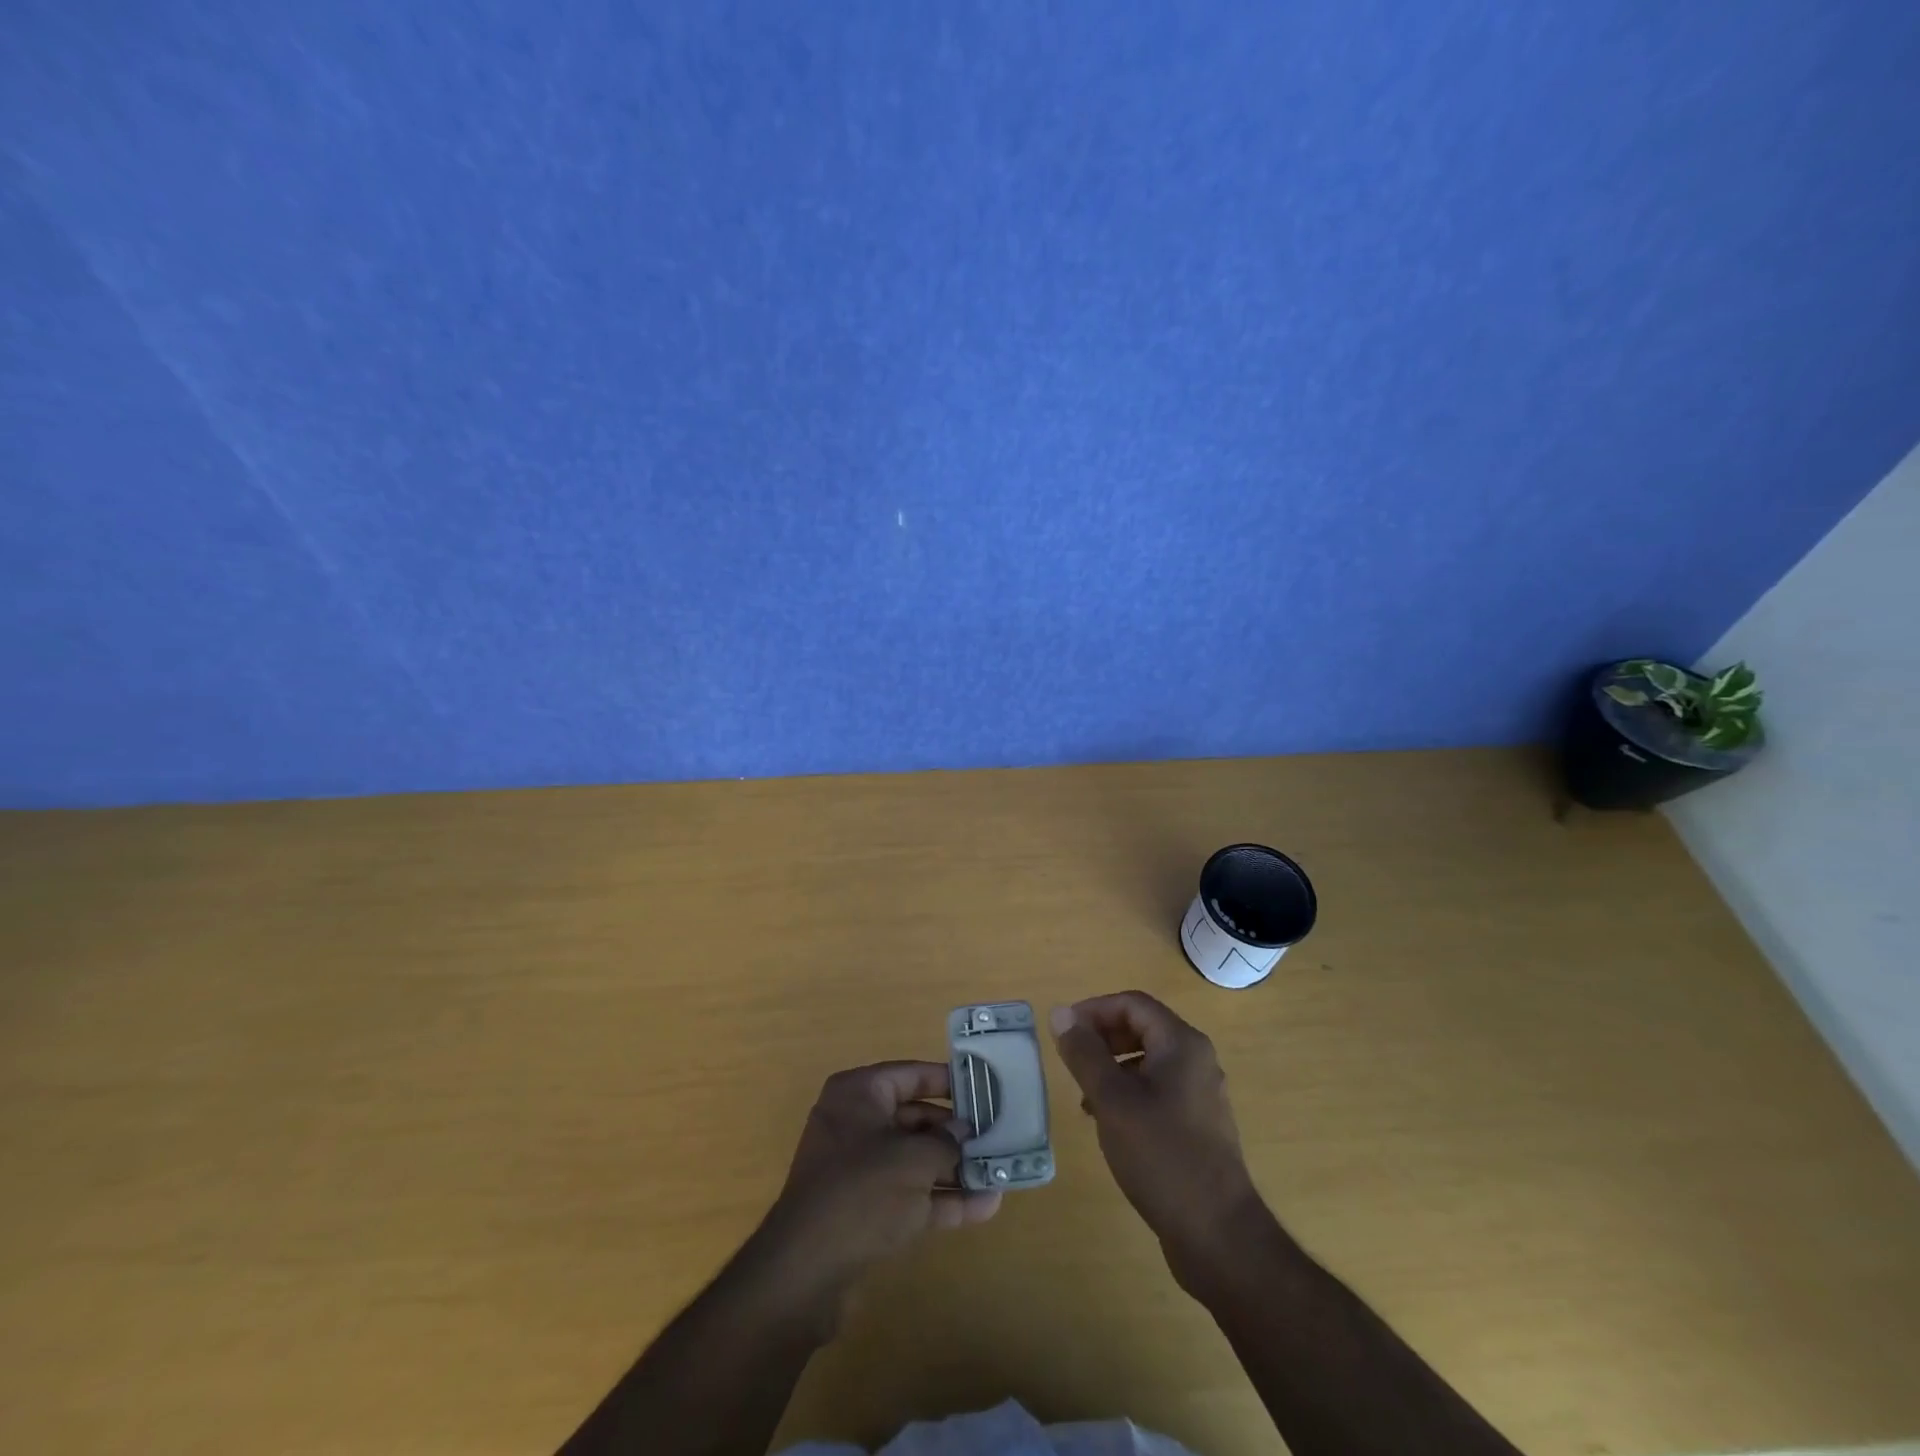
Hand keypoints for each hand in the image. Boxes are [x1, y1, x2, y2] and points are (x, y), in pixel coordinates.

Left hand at [759, 1061, 1001, 1305]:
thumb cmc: (862, 1192)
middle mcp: (856, 1124)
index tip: (983, 1087)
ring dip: (954, 1168)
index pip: (910, 1074)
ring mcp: (858, 1170)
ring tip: (999, 1171)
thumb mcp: (913, 1160)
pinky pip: (909, 1194)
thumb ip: (945, 1143)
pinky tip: (985, 1207)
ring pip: (914, 1160)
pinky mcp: (864, 1211)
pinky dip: (942, 1199)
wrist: (805, 1273)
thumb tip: (963, 1133)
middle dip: (955, 1132)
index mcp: (858, 1095)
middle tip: (997, 1134)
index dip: (947, 1080)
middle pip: (915, 1118)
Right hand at [1050, 992, 1261, 1289]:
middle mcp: (1196, 1059)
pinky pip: (1157, 1088)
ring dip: (1112, 1066)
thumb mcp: (1112, 1100)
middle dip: (1102, 1037)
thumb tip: (1061, 1013)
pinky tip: (1108, 1122)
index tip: (1063, 1031)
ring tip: (1084, 1095)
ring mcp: (1200, 1093)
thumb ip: (1084, 1053)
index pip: (1132, 1003)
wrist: (1218, 1235)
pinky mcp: (1197, 1124)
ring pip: (1147, 1060)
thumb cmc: (1162, 1156)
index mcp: (1182, 1044)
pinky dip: (1128, 1092)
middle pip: (1142, 1027)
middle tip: (1071, 1060)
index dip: (1094, 1010)